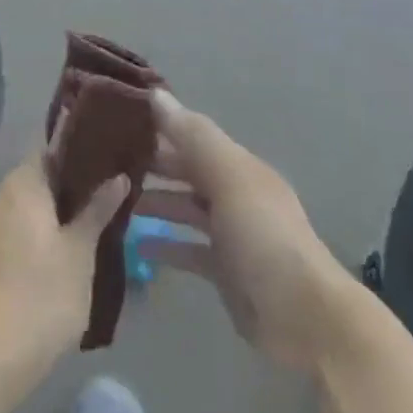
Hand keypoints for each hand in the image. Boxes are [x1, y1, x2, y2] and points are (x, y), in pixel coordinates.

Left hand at [0, 152, 128, 382]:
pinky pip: (0, 247)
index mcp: (21, 184)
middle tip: (93, 218)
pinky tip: (40, 280)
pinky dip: (20, 253)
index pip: (49, 155)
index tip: (101, 177)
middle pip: (32, 188)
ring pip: (16, 220)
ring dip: (39, 229)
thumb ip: (97, 210)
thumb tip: (118, 176)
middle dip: (59, 201)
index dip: (75, 163)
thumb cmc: (42, 295)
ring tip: (71, 252)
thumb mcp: (80, 252)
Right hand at [138, 91, 350, 372]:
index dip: (161, 127)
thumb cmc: (264, 237)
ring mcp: (230, 234)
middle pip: (188, 171)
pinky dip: (164, 245)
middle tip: (107, 161)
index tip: (120, 120)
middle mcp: (234, 194)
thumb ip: (193, 137)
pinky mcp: (224, 272)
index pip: (194, 137)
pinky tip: (135, 245)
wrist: (305, 318)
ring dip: (155, 203)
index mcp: (239, 166)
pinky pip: (188, 249)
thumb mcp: (229, 178)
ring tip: (113, 200)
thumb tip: (156, 93)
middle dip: (154, 164)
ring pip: (185, 209)